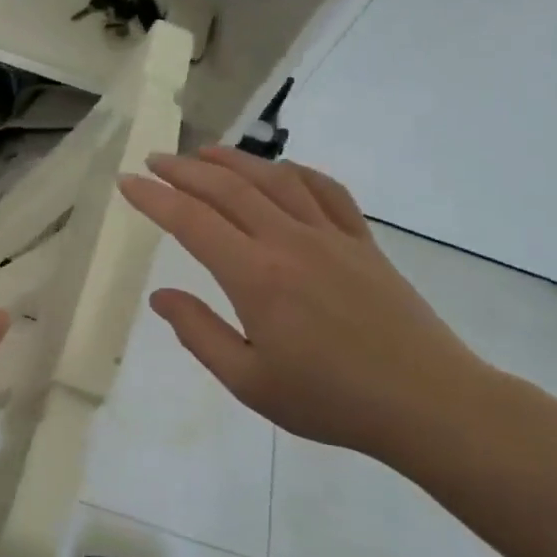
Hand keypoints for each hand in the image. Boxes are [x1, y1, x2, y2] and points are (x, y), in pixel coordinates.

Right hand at [119, 147, 495, 461]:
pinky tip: (280, 170)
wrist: (429, 403)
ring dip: (234, 160)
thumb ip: (199, 333)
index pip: (191, 222)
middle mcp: (289, 242)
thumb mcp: (249, 381)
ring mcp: (331, 236)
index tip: (126, 182)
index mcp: (256, 276)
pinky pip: (326, 191)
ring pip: (274, 179)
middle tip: (154, 160)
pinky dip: (296, 171)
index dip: (154, 198)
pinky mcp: (363, 241)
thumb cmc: (331, 400)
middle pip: (228, 189)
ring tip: (204, 153)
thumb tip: (160, 296)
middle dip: (183, 170)